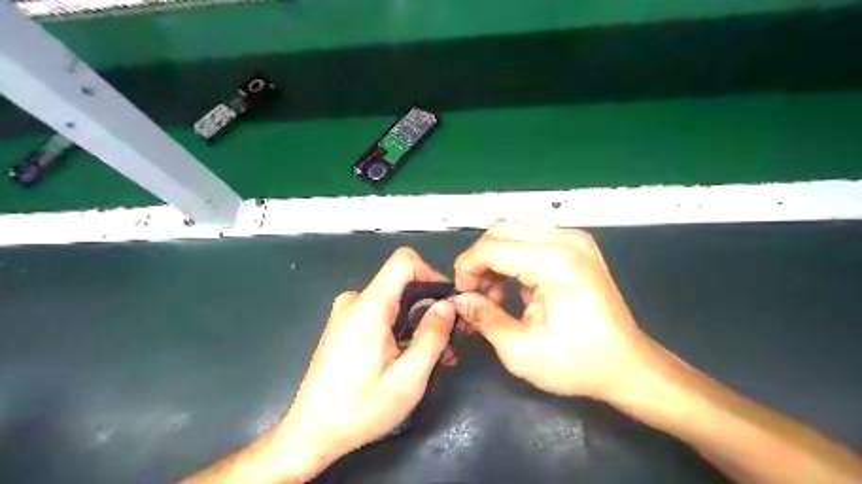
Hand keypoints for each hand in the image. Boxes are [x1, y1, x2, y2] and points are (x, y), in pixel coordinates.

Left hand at [278, 250, 456, 480]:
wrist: (311, 433)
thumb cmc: (361, 409)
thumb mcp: (408, 378)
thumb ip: (432, 336)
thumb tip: (447, 305)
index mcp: (369, 307)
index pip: (404, 261)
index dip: (431, 273)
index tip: (446, 302)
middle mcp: (355, 301)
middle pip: (402, 283)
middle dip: (429, 308)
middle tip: (448, 340)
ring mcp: (346, 313)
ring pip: (393, 301)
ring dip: (416, 323)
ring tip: (434, 356)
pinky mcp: (344, 325)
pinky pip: (379, 314)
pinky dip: (399, 328)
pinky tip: (409, 356)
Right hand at [454, 222, 657, 403]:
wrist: (628, 366)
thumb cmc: (577, 363)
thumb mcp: (520, 350)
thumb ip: (484, 318)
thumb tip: (458, 300)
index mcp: (555, 261)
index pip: (492, 247)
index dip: (467, 268)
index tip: (462, 296)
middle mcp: (566, 240)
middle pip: (502, 230)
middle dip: (479, 260)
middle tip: (475, 294)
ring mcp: (575, 240)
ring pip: (515, 232)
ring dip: (496, 259)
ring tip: (493, 295)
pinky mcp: (578, 248)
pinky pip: (532, 240)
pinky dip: (514, 260)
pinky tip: (514, 288)